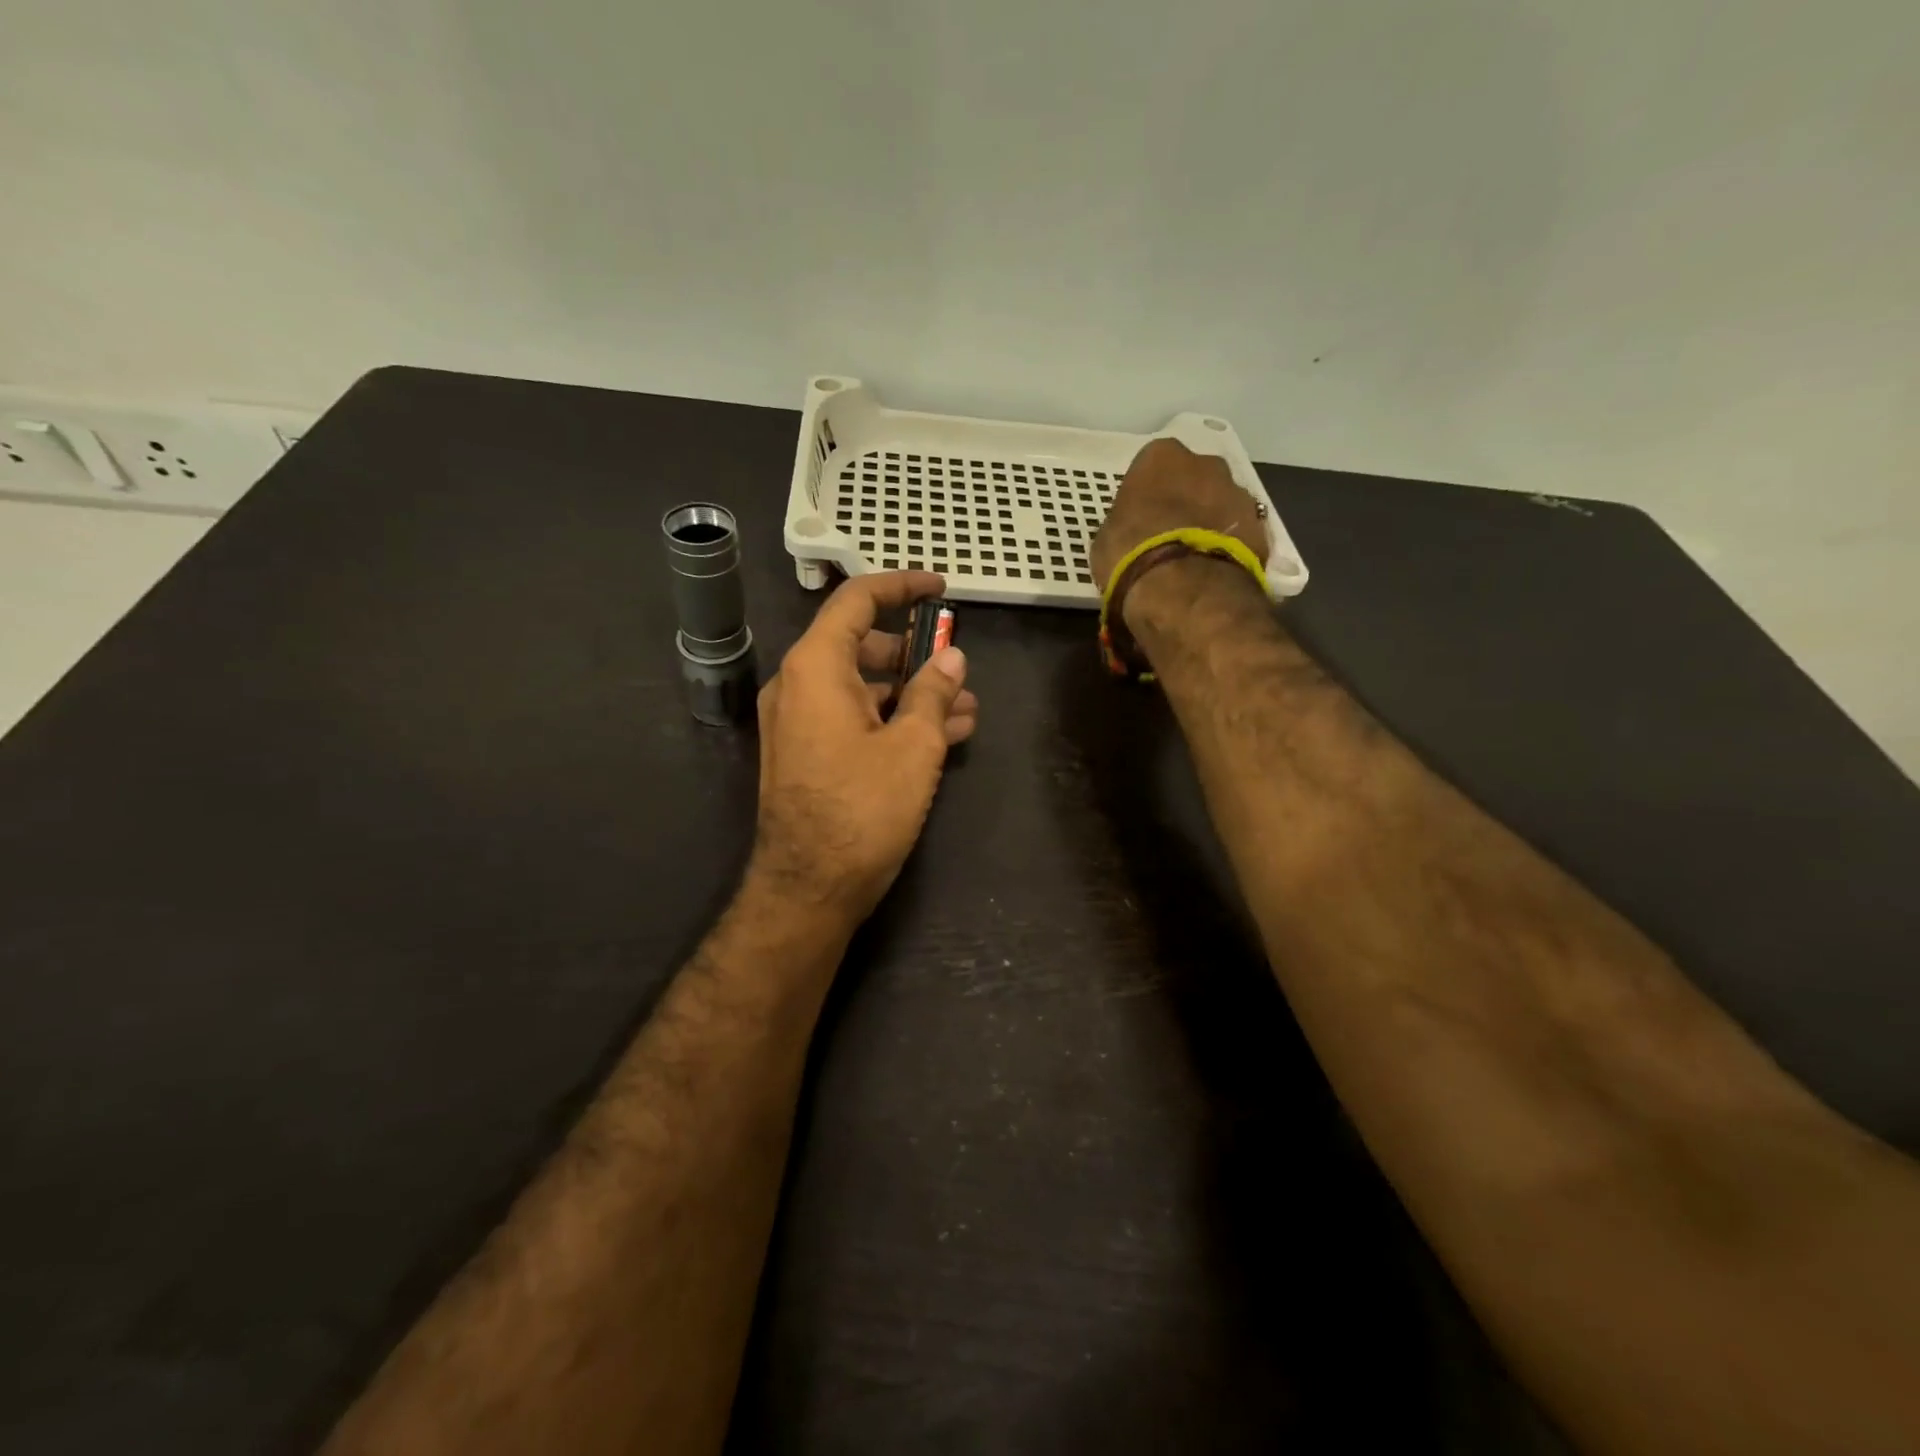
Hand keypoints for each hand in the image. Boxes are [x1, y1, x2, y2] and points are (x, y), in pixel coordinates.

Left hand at [749, 572, 978, 922]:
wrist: (808, 889)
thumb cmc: (862, 810)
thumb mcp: (913, 747)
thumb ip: (933, 693)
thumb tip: (953, 659)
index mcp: (815, 668)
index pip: (856, 601)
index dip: (901, 586)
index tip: (940, 589)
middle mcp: (798, 685)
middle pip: (860, 644)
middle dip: (915, 651)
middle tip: (958, 664)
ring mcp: (800, 722)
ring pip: (863, 687)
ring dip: (913, 692)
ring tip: (967, 707)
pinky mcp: (808, 754)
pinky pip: (854, 719)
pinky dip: (893, 719)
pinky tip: (941, 736)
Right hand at [1091, 438, 1269, 588]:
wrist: (1186, 590)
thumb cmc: (1132, 556)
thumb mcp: (1106, 541)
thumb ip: (1121, 525)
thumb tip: (1130, 534)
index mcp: (1160, 457)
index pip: (1152, 467)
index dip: (1147, 494)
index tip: (1141, 519)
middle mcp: (1205, 464)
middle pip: (1194, 478)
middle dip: (1185, 501)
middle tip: (1169, 535)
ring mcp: (1239, 494)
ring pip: (1220, 503)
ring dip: (1210, 523)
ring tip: (1194, 559)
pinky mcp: (1261, 528)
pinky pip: (1238, 533)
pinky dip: (1229, 547)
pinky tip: (1213, 571)